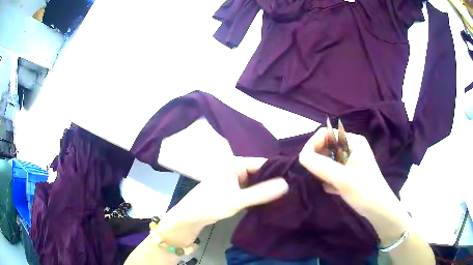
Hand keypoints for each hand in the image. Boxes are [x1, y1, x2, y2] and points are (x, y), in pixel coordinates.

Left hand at [156, 157, 288, 245]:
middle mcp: (234, 168)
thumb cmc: (210, 205)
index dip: (278, 171)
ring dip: (266, 188)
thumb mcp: (237, 200)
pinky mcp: (232, 189)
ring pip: (255, 181)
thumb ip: (261, 193)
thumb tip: (287, 184)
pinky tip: (270, 200)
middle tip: (293, 189)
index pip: (261, 163)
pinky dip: (258, 194)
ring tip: (285, 195)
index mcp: (234, 163)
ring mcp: (233, 179)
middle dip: (273, 181)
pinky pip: (249, 189)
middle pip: (259, 172)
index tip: (295, 179)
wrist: (189, 217)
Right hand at [299, 128, 409, 244]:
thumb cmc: (365, 191)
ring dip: (324, 172)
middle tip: (318, 176)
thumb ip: (322, 167)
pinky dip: (329, 179)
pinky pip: (332, 171)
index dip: (313, 145)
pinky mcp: (349, 172)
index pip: (326, 134)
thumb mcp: (343, 179)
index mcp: (353, 141)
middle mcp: (351, 147)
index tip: (304, 162)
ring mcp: (350, 160)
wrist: (379, 210)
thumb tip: (301, 157)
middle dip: (318, 161)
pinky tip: (334, 189)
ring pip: (328, 160)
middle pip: (326, 147)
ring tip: (328, 184)